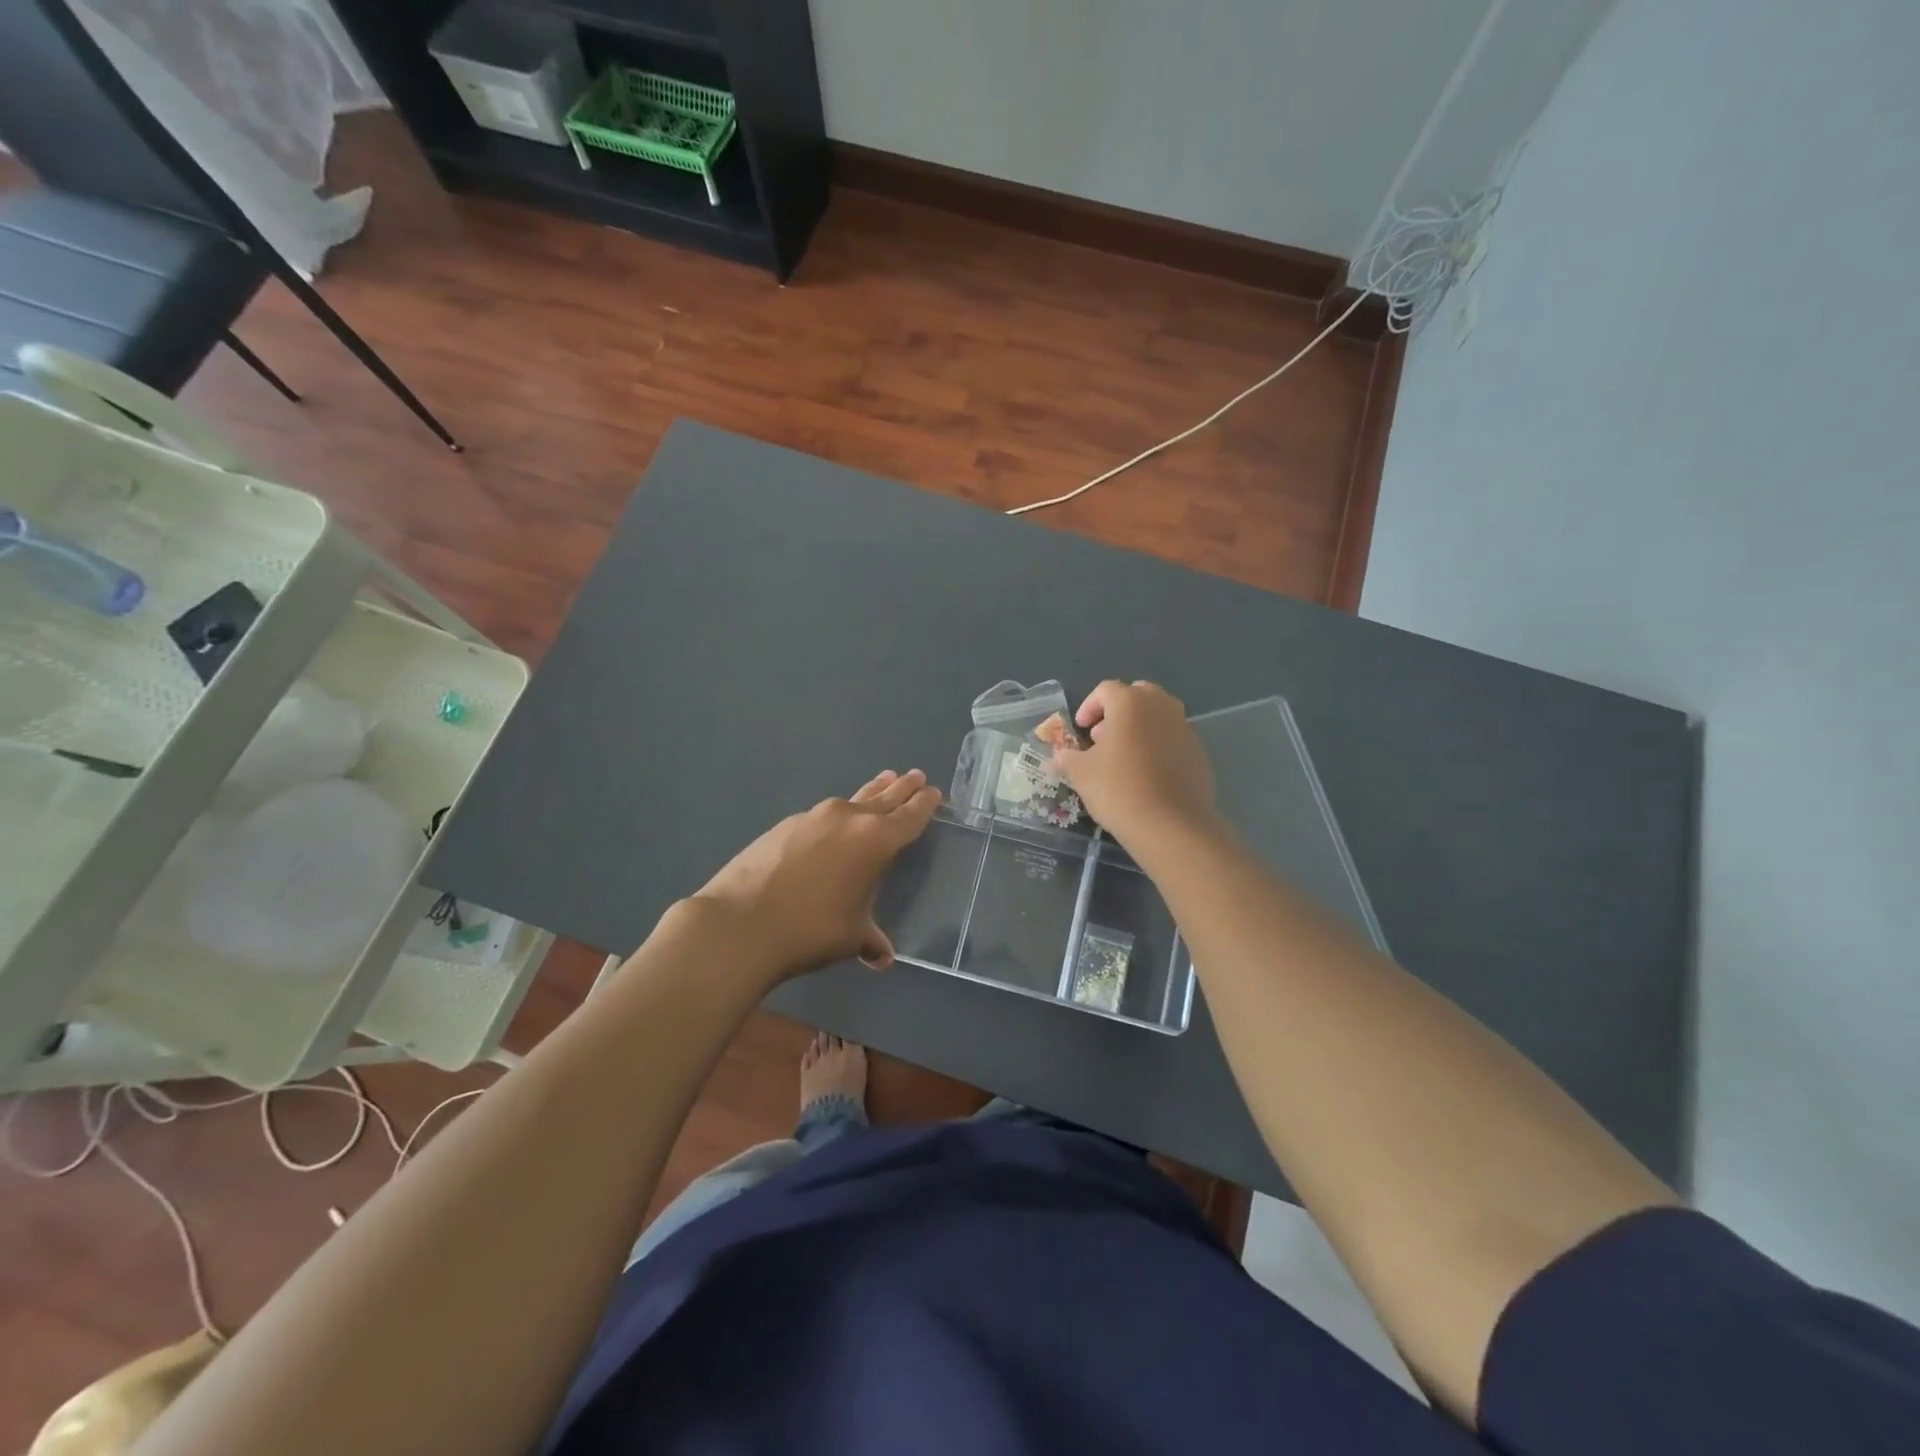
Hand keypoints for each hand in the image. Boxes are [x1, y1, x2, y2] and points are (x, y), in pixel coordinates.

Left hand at [690, 769, 941, 982]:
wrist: (740, 924)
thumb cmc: (811, 930)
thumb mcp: (851, 937)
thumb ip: (870, 939)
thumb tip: (881, 957)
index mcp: (876, 840)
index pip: (909, 815)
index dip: (924, 804)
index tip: (933, 791)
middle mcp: (848, 818)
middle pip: (883, 797)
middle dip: (901, 787)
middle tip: (915, 776)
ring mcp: (812, 817)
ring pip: (851, 800)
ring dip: (869, 793)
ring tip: (882, 782)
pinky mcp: (784, 826)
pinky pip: (821, 816)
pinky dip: (835, 817)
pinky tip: (831, 827)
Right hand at [1052, 681, 1217, 844]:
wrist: (1171, 825)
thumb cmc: (1119, 789)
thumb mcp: (1081, 773)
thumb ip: (1068, 758)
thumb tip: (1060, 757)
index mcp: (1131, 702)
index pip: (1106, 690)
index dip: (1088, 706)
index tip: (1080, 730)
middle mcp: (1161, 706)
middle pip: (1137, 696)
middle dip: (1117, 712)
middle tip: (1103, 738)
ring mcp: (1184, 729)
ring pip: (1158, 717)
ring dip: (1139, 728)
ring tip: (1123, 758)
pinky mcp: (1198, 753)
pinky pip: (1172, 739)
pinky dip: (1158, 748)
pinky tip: (1146, 776)